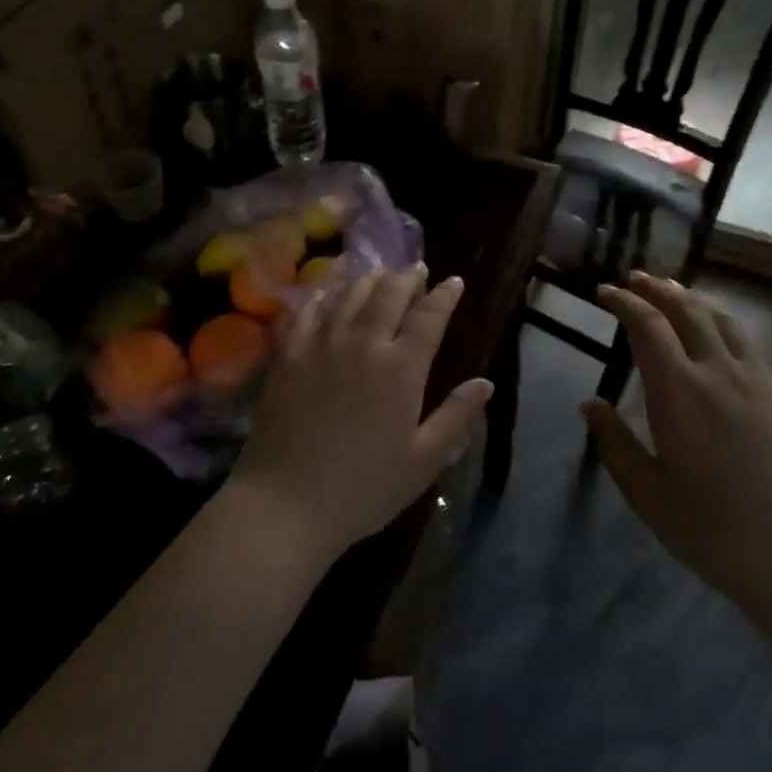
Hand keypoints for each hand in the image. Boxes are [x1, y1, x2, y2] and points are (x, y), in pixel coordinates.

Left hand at [232, 266, 491, 564]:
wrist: (286, 503)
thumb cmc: (364, 488)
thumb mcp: (423, 460)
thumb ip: (456, 417)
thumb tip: (485, 383)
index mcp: (400, 370)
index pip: (428, 318)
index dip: (444, 296)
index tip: (453, 281)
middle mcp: (362, 346)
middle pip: (387, 296)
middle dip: (406, 278)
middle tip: (415, 269)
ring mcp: (320, 347)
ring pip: (347, 297)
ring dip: (367, 279)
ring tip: (378, 271)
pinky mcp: (286, 357)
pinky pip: (306, 313)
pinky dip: (321, 295)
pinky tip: (327, 290)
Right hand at [584, 273, 771, 645]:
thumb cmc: (715, 532)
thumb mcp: (648, 495)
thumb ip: (616, 444)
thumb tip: (590, 403)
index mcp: (680, 394)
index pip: (648, 328)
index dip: (625, 303)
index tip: (604, 292)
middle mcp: (720, 373)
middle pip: (687, 312)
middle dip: (657, 290)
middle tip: (635, 279)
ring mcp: (758, 382)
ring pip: (722, 320)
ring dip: (692, 299)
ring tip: (672, 291)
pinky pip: (747, 341)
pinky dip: (722, 321)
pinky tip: (716, 332)